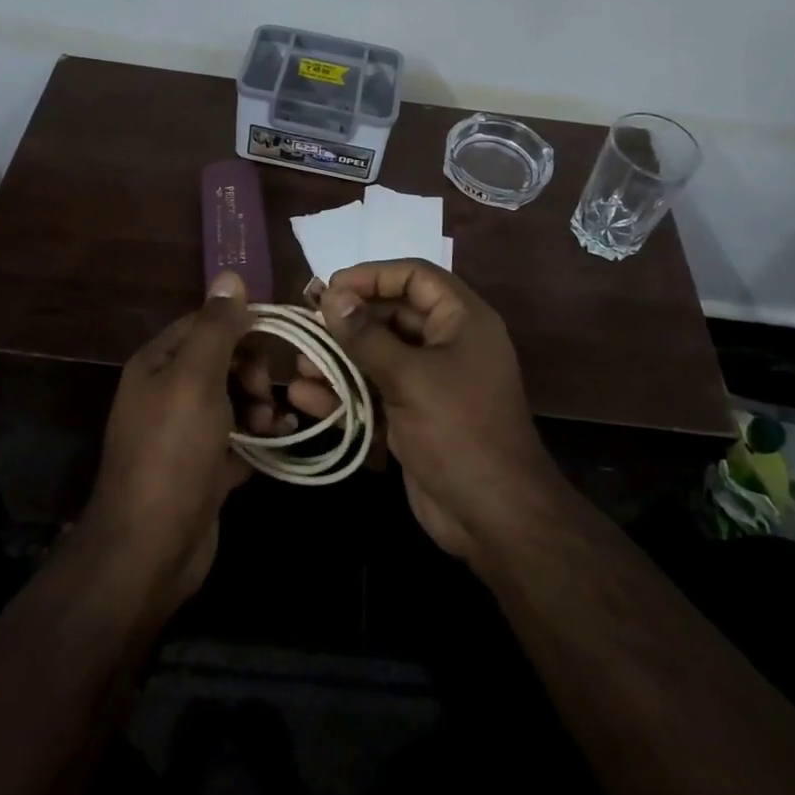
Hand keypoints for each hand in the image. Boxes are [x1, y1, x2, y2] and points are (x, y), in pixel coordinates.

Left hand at [79, 271, 254, 613]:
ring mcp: (187, 432)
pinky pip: (241, 436)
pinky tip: (283, 439)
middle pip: (224, 360)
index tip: (278, 340)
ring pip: (236, 398)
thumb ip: (217, 327)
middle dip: (253, 371)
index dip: (242, 327)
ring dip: (261, 405)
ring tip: (270, 427)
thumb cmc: (173, 452)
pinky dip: (262, 435)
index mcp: (158, 364)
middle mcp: (168, 392)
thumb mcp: (196, 379)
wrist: (151, 549)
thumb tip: (230, 273)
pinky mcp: (205, 466)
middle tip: (264, 395)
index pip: (206, 323)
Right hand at [318, 260, 562, 565]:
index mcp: (461, 320)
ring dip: (339, 360)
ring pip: (378, 357)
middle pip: (392, 315)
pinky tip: (305, 398)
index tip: (331, 288)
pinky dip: (344, 395)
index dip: (372, 276)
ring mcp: (430, 383)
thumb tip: (332, 296)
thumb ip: (366, 336)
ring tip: (300, 365)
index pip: (415, 276)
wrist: (494, 518)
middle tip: (306, 326)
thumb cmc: (458, 430)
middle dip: (348, 322)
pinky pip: (374, 393)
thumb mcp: (409, 377)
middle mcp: (447, 344)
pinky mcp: (413, 418)